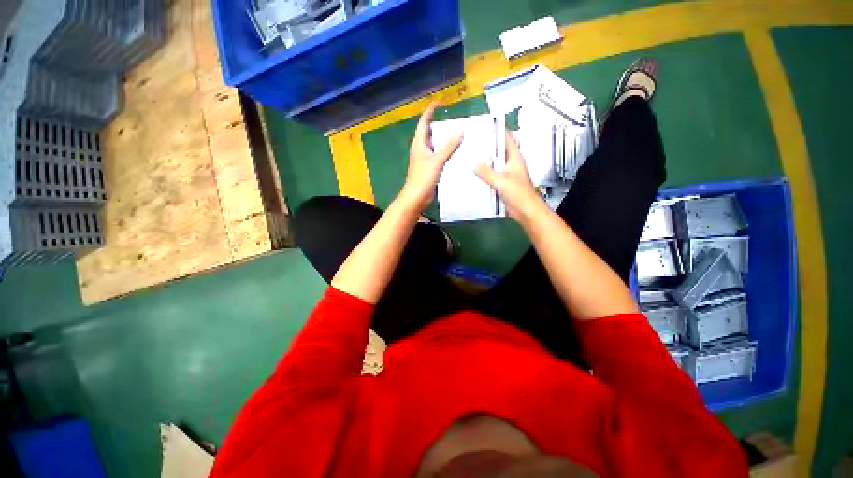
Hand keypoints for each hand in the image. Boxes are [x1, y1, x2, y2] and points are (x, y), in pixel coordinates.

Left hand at [398, 102, 462, 209]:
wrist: (417, 196)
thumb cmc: (423, 177)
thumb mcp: (437, 160)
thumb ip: (449, 146)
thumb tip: (460, 130)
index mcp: (419, 143)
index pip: (424, 122)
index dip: (430, 111)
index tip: (439, 102)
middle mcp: (420, 149)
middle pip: (428, 132)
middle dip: (438, 124)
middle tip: (452, 118)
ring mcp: (424, 159)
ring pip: (434, 144)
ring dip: (442, 138)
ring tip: (456, 133)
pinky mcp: (428, 168)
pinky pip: (437, 155)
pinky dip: (444, 151)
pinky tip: (454, 152)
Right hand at [475, 131, 545, 222]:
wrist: (524, 211)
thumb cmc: (518, 193)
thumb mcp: (501, 180)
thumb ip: (486, 172)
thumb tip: (472, 163)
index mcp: (515, 158)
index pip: (508, 140)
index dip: (499, 131)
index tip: (486, 126)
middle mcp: (510, 164)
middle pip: (498, 152)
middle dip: (487, 147)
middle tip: (473, 142)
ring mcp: (506, 175)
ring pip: (494, 165)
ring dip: (484, 162)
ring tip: (470, 156)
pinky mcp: (502, 185)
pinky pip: (491, 177)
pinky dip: (484, 175)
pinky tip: (473, 174)